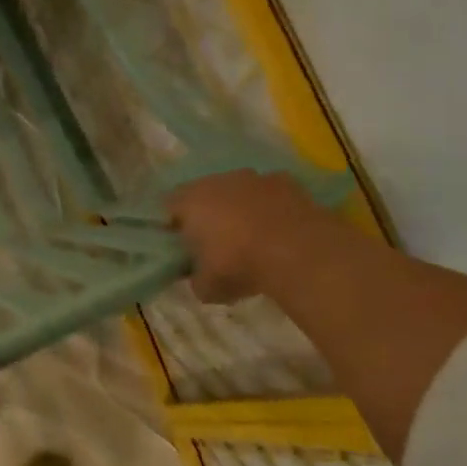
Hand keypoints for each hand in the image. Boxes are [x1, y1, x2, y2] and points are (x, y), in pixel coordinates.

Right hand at [167, 169, 330, 303]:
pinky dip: (269, 207)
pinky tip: (278, 231)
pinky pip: (269, 194)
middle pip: (204, 193)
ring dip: (240, 208)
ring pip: (238, 190)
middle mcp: (217, 181)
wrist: (298, 251)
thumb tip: (200, 277)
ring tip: (251, 237)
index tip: (182, 245)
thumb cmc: (239, 265)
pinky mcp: (286, 181)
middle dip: (208, 213)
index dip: (173, 225)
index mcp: (190, 202)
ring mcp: (254, 178)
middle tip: (216, 242)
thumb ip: (197, 279)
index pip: (168, 206)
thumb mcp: (207, 287)